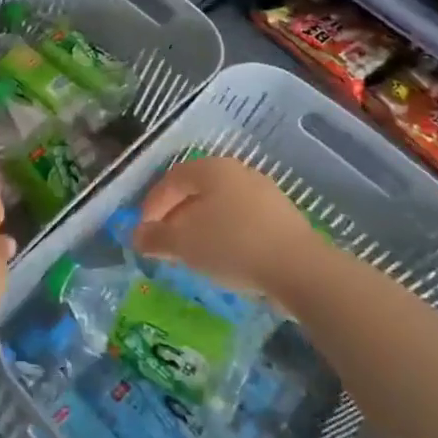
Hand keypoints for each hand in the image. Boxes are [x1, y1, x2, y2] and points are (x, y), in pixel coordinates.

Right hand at [134, 156, 321, 299]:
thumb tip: (136, 236)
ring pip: (221, 205)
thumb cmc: (232, 246)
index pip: (172, 179)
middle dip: (176, 215)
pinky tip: (224, 257)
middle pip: (197, 190)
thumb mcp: (184, 244)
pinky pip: (243, 220)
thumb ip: (156, 238)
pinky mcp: (283, 217)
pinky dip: (226, 234)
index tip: (144, 230)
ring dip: (201, 226)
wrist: (300, 269)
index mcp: (211, 169)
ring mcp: (264, 193)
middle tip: (165, 241)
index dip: (153, 204)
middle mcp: (238, 172)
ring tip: (192, 253)